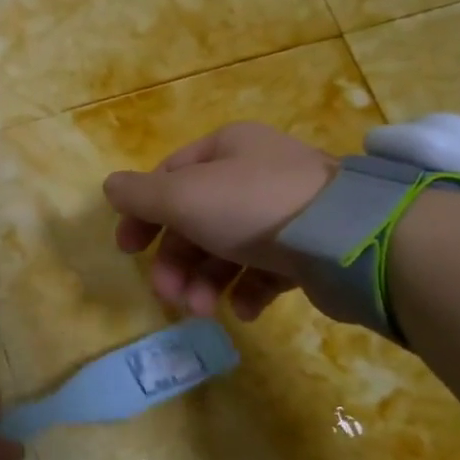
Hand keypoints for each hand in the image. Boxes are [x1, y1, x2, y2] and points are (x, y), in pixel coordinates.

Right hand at [103, 121, 337, 319]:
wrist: (348, 238)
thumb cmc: (252, 206)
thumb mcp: (183, 195)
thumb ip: (140, 194)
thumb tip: (111, 188)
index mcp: (226, 149)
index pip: (169, 176)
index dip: (142, 213)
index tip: (127, 250)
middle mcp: (255, 174)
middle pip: (196, 219)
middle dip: (176, 261)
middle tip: (167, 293)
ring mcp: (286, 212)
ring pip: (227, 249)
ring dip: (204, 282)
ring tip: (202, 310)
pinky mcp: (309, 249)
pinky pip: (265, 270)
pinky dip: (246, 291)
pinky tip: (244, 310)